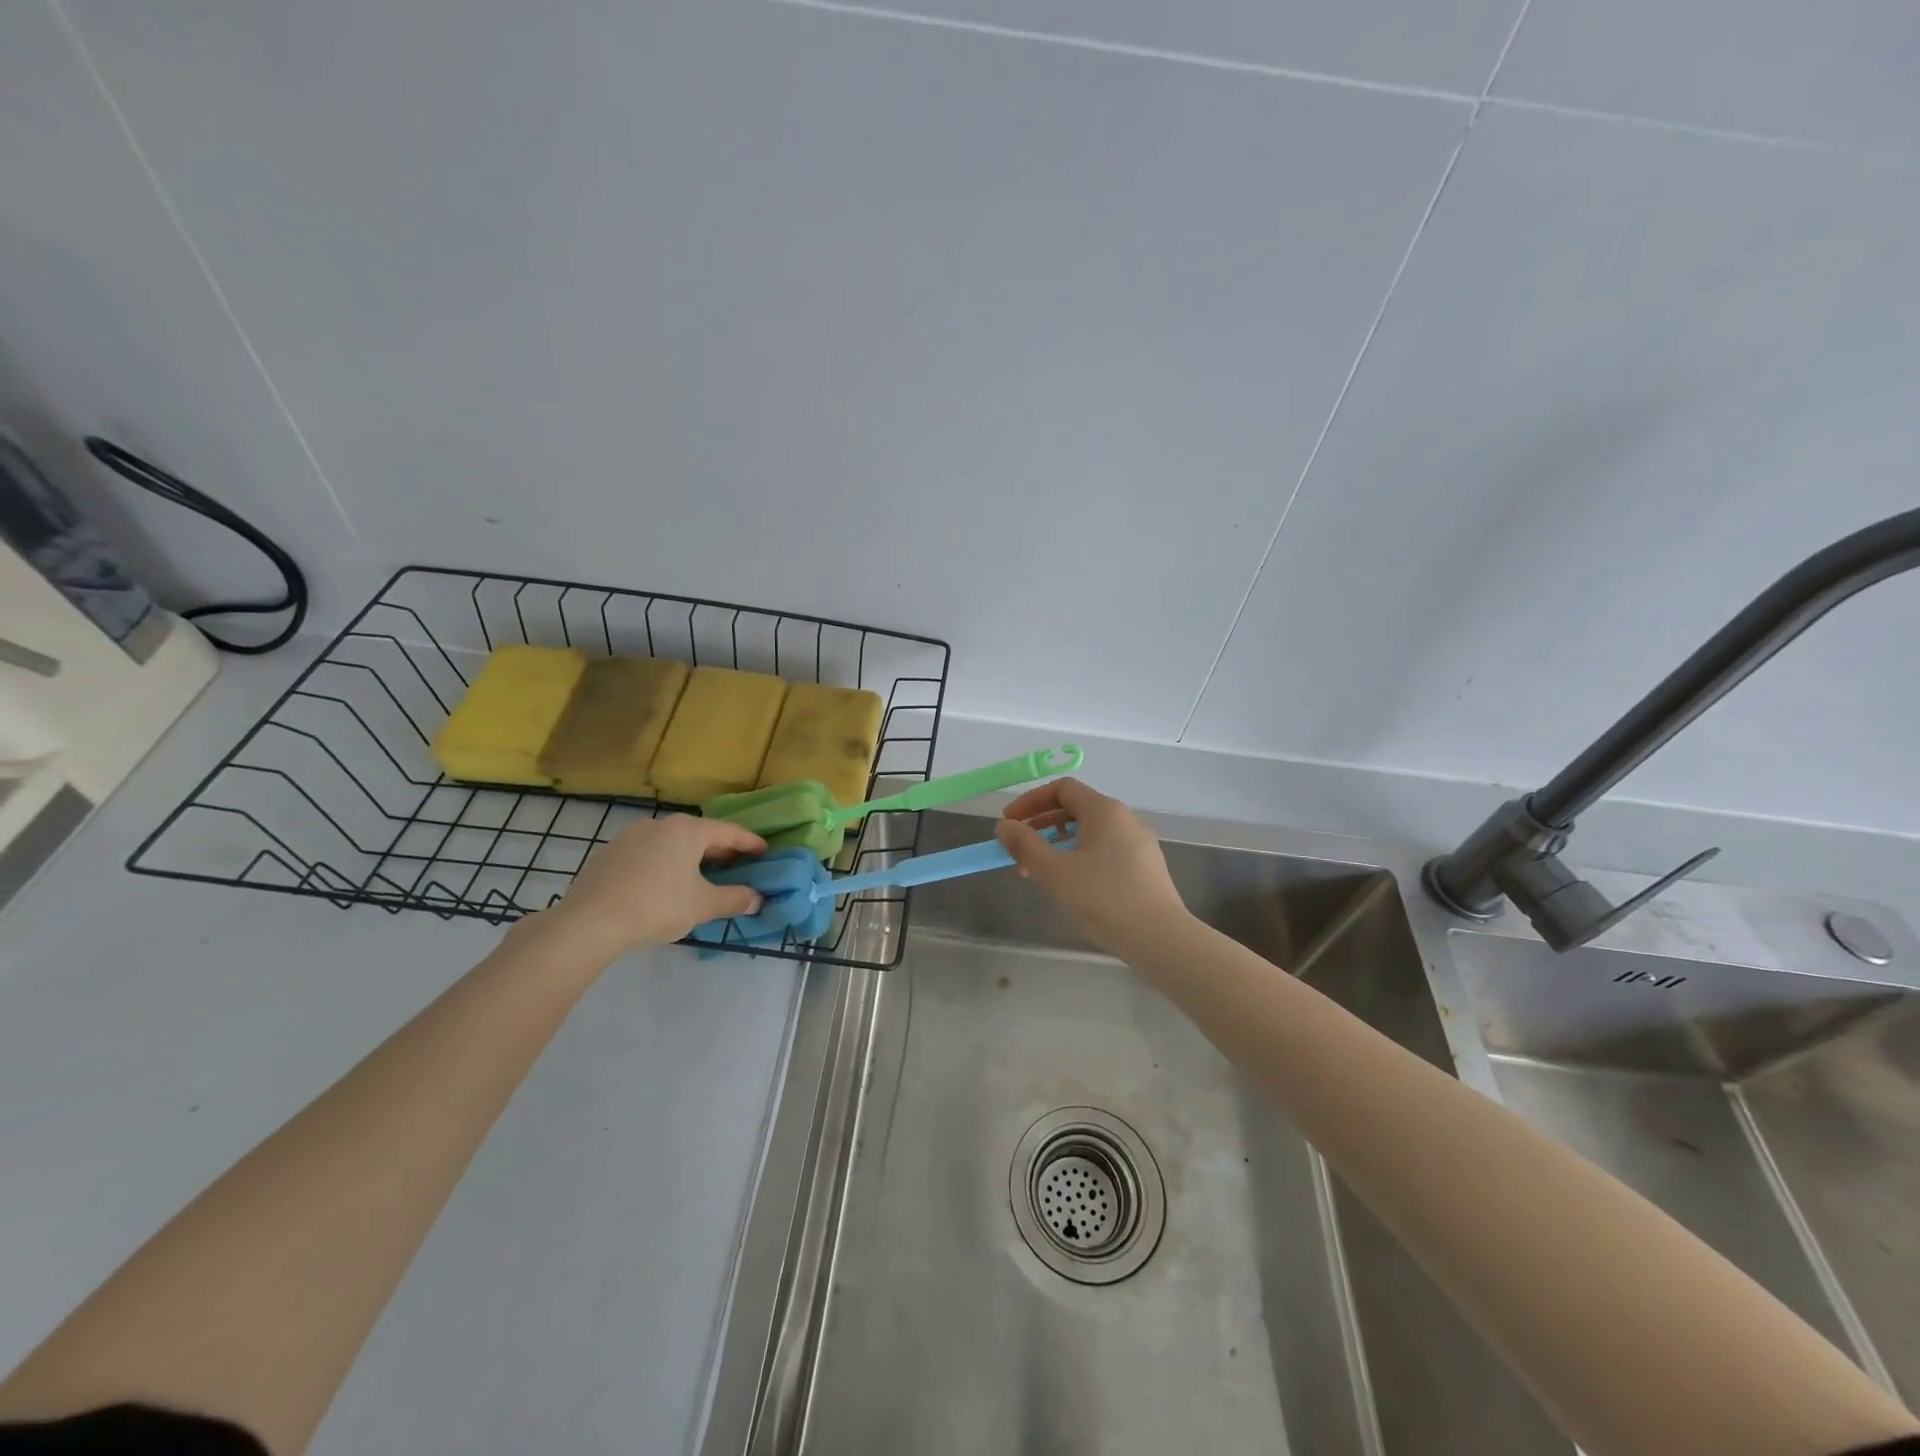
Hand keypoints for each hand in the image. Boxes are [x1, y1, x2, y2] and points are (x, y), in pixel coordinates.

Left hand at [539, 814, 765, 957]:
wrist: (589, 922)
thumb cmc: (657, 906)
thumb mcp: (703, 905)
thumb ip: (734, 899)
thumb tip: (757, 899)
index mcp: (688, 830)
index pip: (730, 832)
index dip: (750, 843)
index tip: (765, 852)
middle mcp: (661, 824)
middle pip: (700, 834)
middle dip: (720, 851)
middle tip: (737, 867)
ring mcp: (630, 836)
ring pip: (672, 843)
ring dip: (690, 858)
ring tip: (701, 877)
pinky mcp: (609, 854)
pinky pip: (648, 854)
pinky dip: (664, 865)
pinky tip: (664, 886)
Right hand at [995, 778, 1188, 955]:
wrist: (1160, 939)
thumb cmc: (1103, 899)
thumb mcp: (1054, 871)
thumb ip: (1025, 845)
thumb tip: (1004, 826)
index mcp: (1105, 810)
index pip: (1062, 788)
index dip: (1030, 801)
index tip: (1009, 823)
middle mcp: (1125, 819)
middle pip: (1076, 809)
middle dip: (1041, 825)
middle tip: (1018, 850)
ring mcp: (1139, 844)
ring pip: (1090, 833)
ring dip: (1059, 845)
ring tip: (1038, 872)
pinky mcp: (1146, 869)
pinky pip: (1105, 851)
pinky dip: (1080, 858)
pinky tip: (1070, 886)